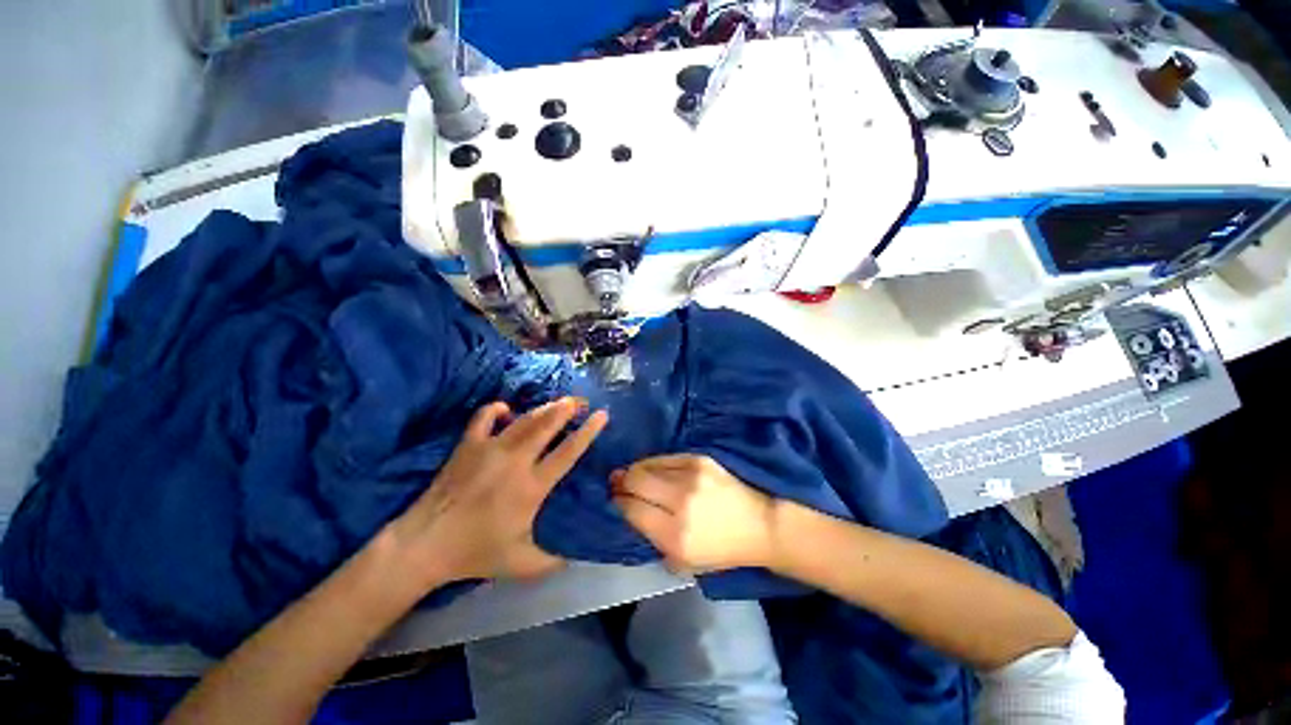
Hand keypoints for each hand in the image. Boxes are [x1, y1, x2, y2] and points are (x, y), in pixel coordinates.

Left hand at [393, 397, 607, 584]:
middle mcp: (515, 461)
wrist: (425, 545)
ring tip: (558, 401)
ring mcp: (489, 448)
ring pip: (524, 419)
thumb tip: (574, 559)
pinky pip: (484, 417)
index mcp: (532, 486)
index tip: (602, 415)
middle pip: (547, 424)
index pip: (568, 452)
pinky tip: (506, 410)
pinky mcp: (467, 445)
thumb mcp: (520, 564)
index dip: (588, 431)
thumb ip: (551, 562)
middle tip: (581, 400)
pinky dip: (496, 408)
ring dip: (544, 407)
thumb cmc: (475, 553)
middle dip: (567, 408)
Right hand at [611, 455, 777, 571]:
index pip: (631, 509)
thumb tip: (629, 510)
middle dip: (621, 482)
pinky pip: (665, 457)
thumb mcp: (682, 563)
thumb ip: (652, 539)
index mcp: (674, 535)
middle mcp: (680, 501)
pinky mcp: (700, 459)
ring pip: (647, 464)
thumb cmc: (720, 551)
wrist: (758, 524)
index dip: (618, 502)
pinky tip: (654, 470)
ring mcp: (691, 475)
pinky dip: (654, 464)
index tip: (616, 500)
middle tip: (618, 484)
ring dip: (636, 470)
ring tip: (634, 475)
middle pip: (634, 480)